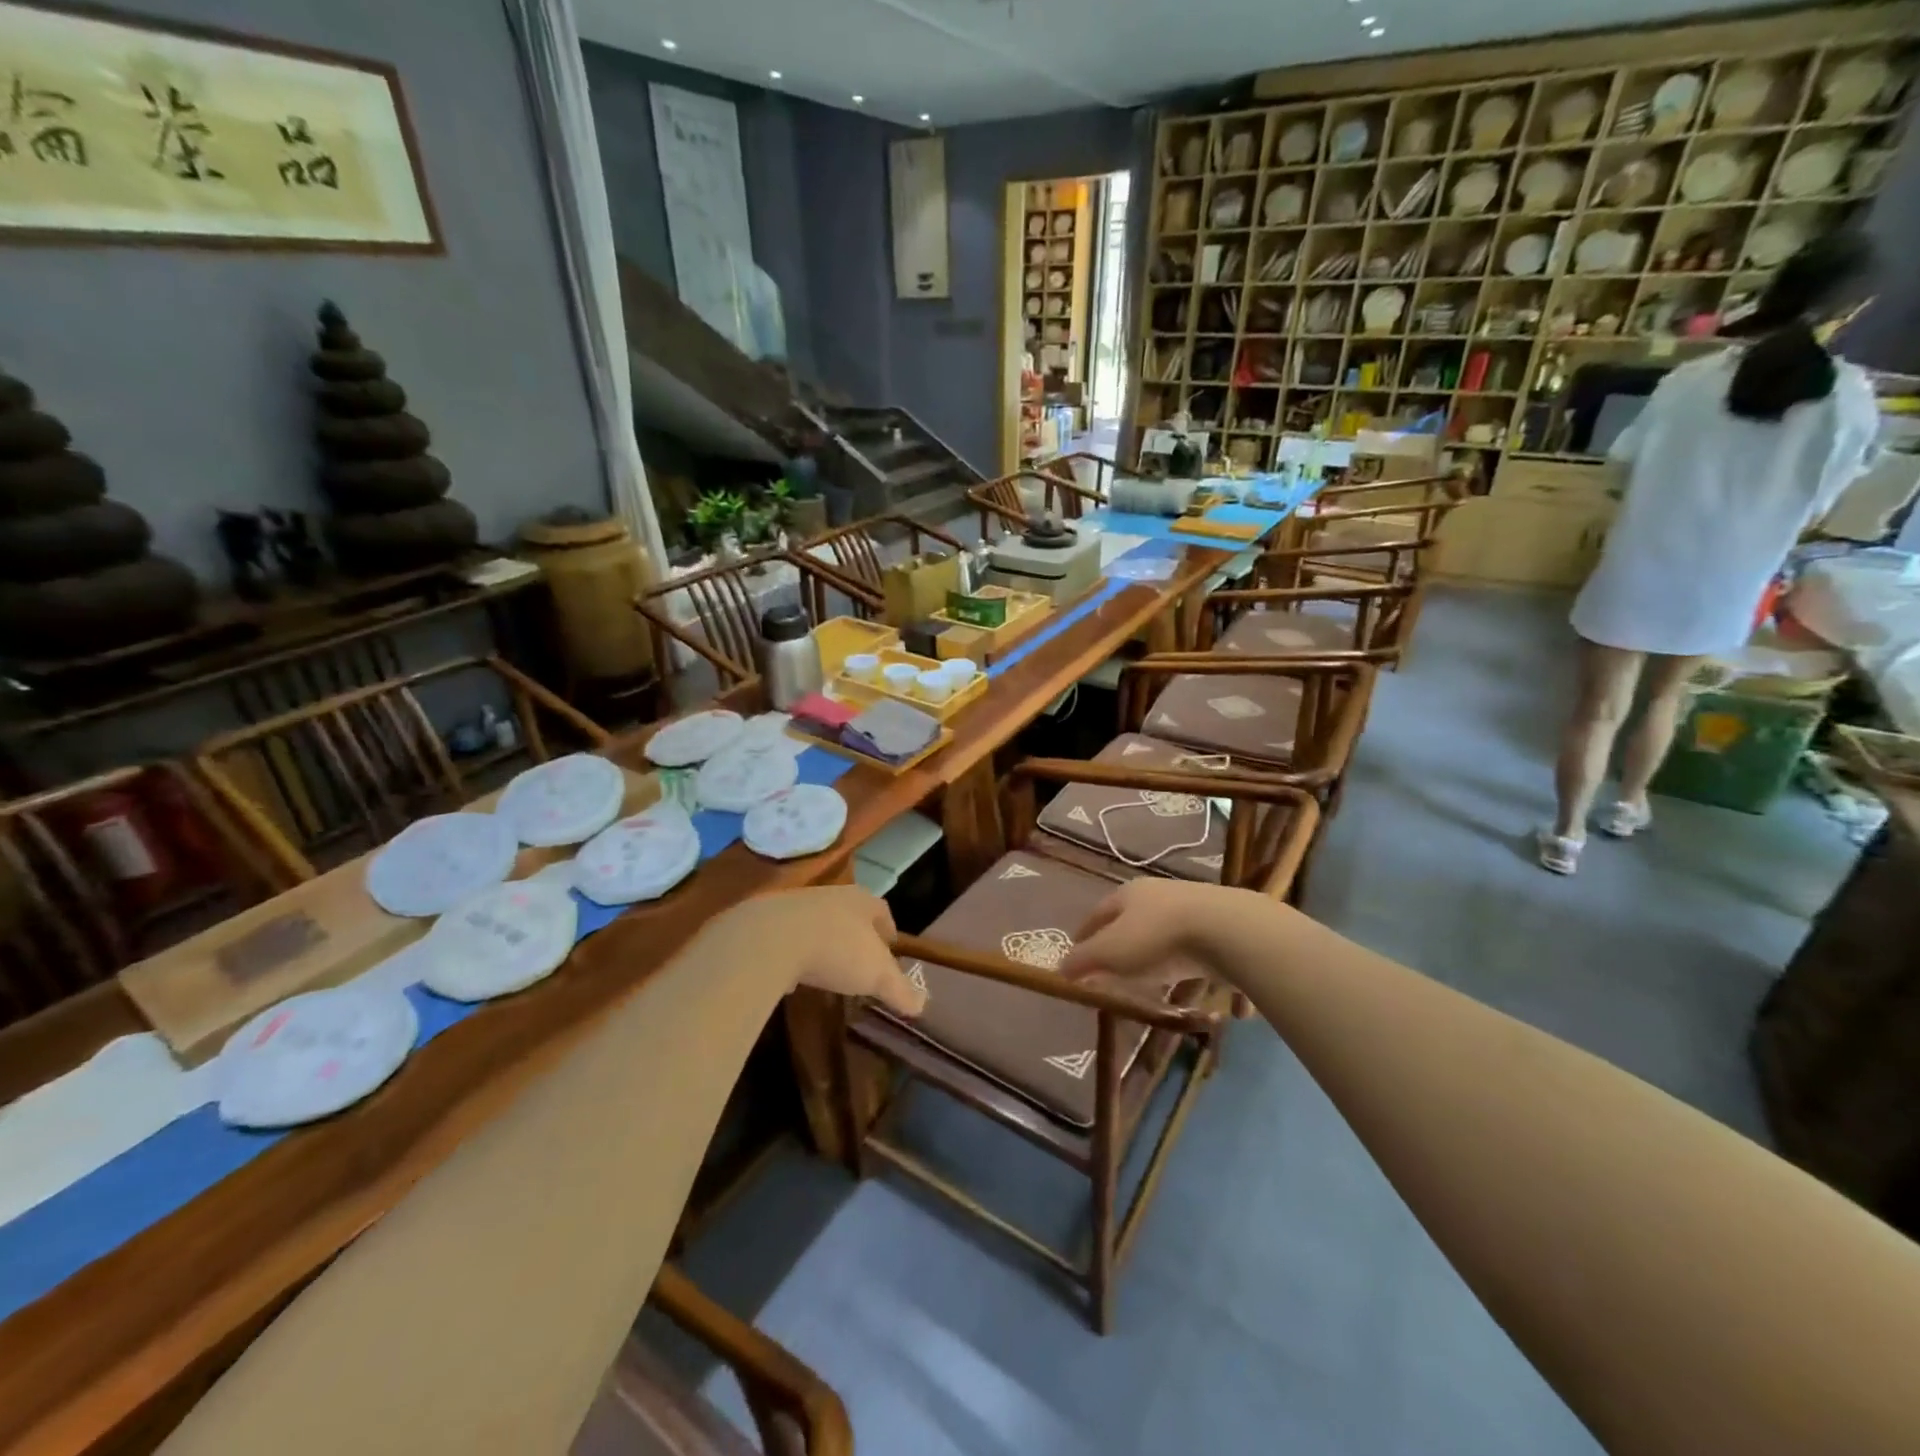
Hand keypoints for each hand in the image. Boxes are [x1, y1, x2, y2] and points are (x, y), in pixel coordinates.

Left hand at [697, 886, 926, 1016]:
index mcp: (861, 901)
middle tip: (860, 960)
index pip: (882, 911)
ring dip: (823, 943)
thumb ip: (900, 989)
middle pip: (849, 914)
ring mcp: (795, 906)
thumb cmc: (835, 949)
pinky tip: (792, 975)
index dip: (888, 930)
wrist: (769, 939)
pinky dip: (793, 953)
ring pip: (817, 924)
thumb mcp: (877, 975)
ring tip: (826, 969)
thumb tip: (922, 1005)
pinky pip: (787, 938)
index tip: (891, 948)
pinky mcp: (765, 922)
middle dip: (855, 935)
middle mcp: (830, 896)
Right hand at [1063, 878, 1273, 992]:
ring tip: (1166, 991)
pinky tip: (1216, 1002)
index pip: (1099, 913)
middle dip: (1127, 949)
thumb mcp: (1110, 953)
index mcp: (1130, 895)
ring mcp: (1198, 911)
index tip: (1077, 953)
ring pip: (1174, 940)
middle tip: (1118, 973)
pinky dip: (1209, 977)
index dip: (1086, 934)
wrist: (1228, 930)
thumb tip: (1060, 968)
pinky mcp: (1227, 931)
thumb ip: (1084, 961)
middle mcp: (1162, 896)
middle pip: (1137, 923)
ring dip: (1169, 964)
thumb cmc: (1157, 938)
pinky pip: (1211, 958)